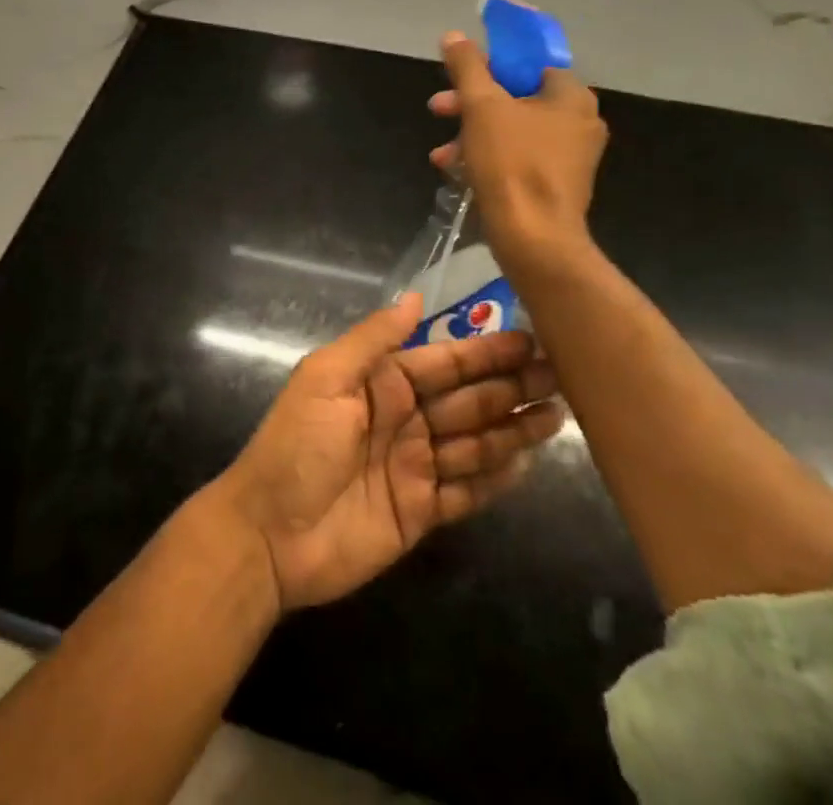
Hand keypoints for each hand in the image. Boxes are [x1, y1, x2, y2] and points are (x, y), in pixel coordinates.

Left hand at [211, 294, 561, 611]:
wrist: (270, 535)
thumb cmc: (297, 445)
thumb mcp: (326, 378)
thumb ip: (374, 339)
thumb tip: (414, 296)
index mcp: (381, 383)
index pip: (444, 362)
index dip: (485, 352)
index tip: (531, 341)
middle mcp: (404, 418)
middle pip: (467, 400)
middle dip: (511, 387)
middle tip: (562, 377)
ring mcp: (415, 466)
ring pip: (475, 442)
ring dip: (513, 428)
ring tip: (558, 415)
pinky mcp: (421, 512)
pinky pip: (467, 491)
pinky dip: (496, 478)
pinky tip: (527, 463)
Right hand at [428, 30, 606, 273]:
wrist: (533, 238)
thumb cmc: (511, 163)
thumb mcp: (481, 107)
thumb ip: (467, 67)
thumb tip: (453, 36)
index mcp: (571, 96)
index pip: (531, 63)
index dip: (493, 62)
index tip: (462, 71)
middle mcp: (578, 122)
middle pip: (516, 96)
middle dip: (471, 101)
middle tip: (439, 106)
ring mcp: (569, 156)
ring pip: (512, 129)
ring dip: (472, 132)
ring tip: (442, 150)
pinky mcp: (555, 184)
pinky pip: (517, 156)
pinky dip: (487, 156)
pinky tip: (455, 169)